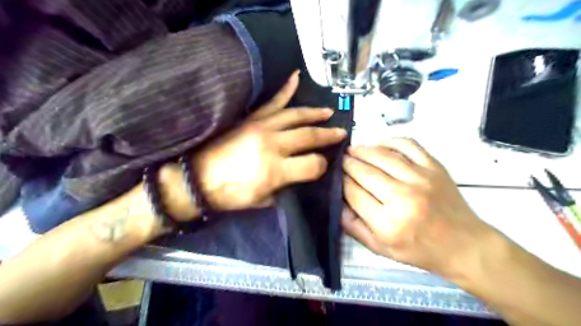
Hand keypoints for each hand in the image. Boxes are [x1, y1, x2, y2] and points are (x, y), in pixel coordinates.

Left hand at [193, 70, 342, 209]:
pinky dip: (285, 89)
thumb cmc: (230, 195)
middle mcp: (272, 144)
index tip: (322, 167)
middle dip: (328, 135)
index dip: (322, 166)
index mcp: (276, 170)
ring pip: (296, 115)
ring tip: (328, 112)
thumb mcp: (263, 201)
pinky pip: (272, 101)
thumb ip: (286, 187)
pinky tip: (296, 77)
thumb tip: (302, 175)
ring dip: (314, 113)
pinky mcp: (251, 119)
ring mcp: (261, 127)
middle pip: (309, 135)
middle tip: (341, 133)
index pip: (313, 164)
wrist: (198, 178)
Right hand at [342, 137, 491, 276]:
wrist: (463, 245)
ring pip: (382, 156)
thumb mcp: (380, 248)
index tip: (335, 175)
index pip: (353, 192)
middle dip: (347, 163)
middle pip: (364, 171)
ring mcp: (421, 179)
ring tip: (352, 150)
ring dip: (362, 150)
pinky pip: (408, 145)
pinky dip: (390, 141)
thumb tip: (337, 201)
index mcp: (387, 223)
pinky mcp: (434, 167)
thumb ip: (353, 226)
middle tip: (340, 160)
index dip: (340, 181)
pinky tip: (380, 145)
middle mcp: (402, 197)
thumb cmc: (419, 250)